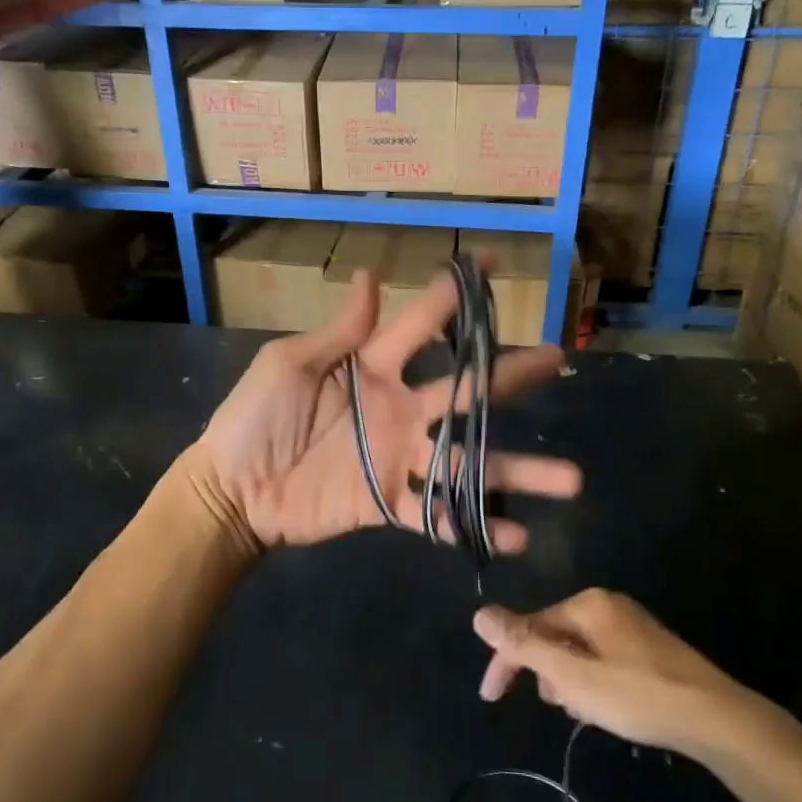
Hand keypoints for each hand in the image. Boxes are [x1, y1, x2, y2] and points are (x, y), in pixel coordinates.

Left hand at [192, 264, 580, 550]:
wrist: (231, 490)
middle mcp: (397, 407)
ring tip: (570, 478)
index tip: (490, 266)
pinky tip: (516, 536)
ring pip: (466, 460)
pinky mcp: (389, 500)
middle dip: (509, 374)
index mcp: (372, 366)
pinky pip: (437, 514)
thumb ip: (338, 332)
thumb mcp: (289, 364)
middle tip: (557, 358)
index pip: (421, 324)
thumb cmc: (254, 419)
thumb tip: (367, 274)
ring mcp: (398, 456)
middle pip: (464, 390)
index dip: (453, 296)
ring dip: (516, 469)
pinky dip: (473, 525)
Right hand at [473, 590, 801, 763]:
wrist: (718, 718)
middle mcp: (607, 605)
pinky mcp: (648, 648)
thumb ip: (525, 645)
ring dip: (569, 680)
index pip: (529, 626)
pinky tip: (605, 708)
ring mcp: (630, 625)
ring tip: (583, 711)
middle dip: (546, 672)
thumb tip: (480, 614)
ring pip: (578, 651)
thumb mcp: (573, 676)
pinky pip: (602, 659)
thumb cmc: (638, 696)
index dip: (505, 661)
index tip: (491, 698)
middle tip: (556, 706)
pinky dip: (593, 682)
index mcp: (587, 604)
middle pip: (554, 636)